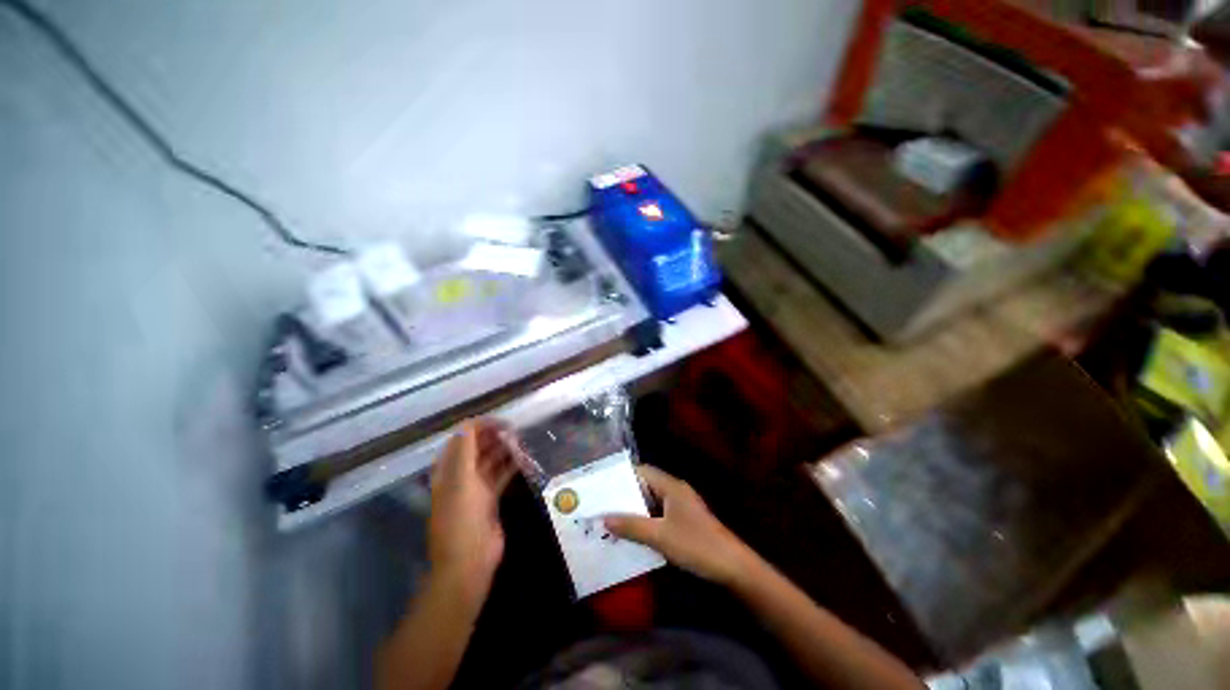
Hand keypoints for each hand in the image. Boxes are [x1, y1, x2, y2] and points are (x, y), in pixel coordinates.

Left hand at [427, 419, 516, 609]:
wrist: (469, 561)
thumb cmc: (462, 518)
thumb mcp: (460, 480)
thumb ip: (464, 449)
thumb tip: (471, 423)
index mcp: (448, 470)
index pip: (462, 438)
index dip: (480, 426)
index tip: (503, 422)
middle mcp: (460, 476)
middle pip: (477, 448)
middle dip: (495, 436)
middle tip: (516, 431)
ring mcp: (476, 488)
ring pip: (491, 460)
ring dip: (505, 450)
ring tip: (523, 442)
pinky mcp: (491, 499)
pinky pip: (501, 475)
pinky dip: (512, 466)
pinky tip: (525, 460)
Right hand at [605, 465, 756, 586]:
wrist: (732, 567)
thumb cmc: (696, 545)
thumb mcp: (660, 536)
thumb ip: (632, 526)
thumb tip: (604, 518)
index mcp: (671, 487)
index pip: (643, 471)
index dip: (623, 476)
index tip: (603, 485)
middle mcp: (676, 491)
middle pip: (646, 486)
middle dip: (626, 495)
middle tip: (603, 504)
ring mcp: (681, 507)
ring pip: (652, 502)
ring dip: (635, 510)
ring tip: (611, 519)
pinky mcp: (684, 522)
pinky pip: (659, 515)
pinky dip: (645, 521)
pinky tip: (633, 534)